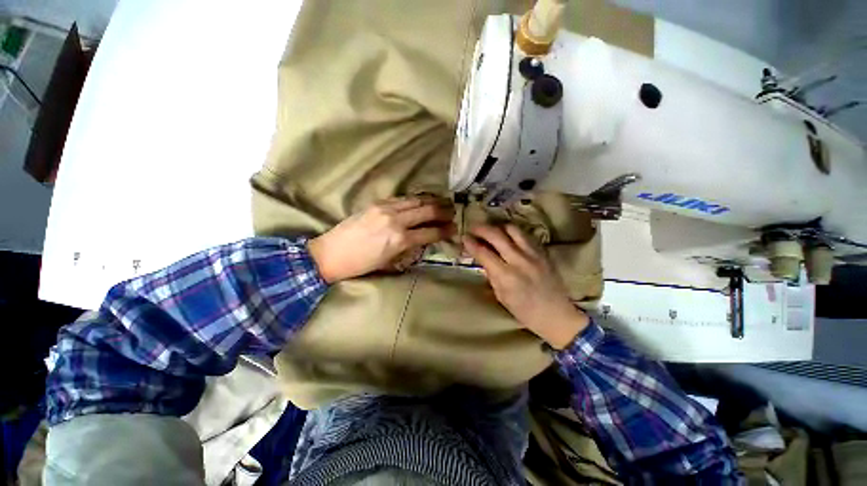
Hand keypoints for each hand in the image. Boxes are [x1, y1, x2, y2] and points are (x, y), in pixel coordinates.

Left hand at [308, 197, 454, 282]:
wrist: (331, 253)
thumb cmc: (362, 264)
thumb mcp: (390, 262)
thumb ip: (409, 249)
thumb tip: (424, 239)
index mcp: (400, 240)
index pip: (430, 232)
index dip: (445, 230)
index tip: (454, 228)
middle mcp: (396, 220)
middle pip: (427, 211)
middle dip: (443, 211)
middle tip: (453, 211)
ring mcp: (386, 209)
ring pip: (416, 200)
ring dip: (432, 201)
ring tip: (443, 201)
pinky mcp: (377, 203)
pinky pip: (402, 198)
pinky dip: (415, 199)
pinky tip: (421, 199)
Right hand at [463, 224, 588, 348]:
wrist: (556, 315)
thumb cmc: (524, 311)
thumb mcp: (501, 296)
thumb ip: (491, 274)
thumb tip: (482, 257)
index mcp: (506, 277)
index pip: (484, 253)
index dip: (471, 243)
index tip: (464, 237)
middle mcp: (520, 261)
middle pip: (496, 235)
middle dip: (481, 228)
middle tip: (473, 228)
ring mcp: (534, 254)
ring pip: (512, 229)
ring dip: (498, 227)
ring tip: (491, 230)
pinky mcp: (543, 252)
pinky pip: (525, 235)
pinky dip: (513, 232)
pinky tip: (508, 236)